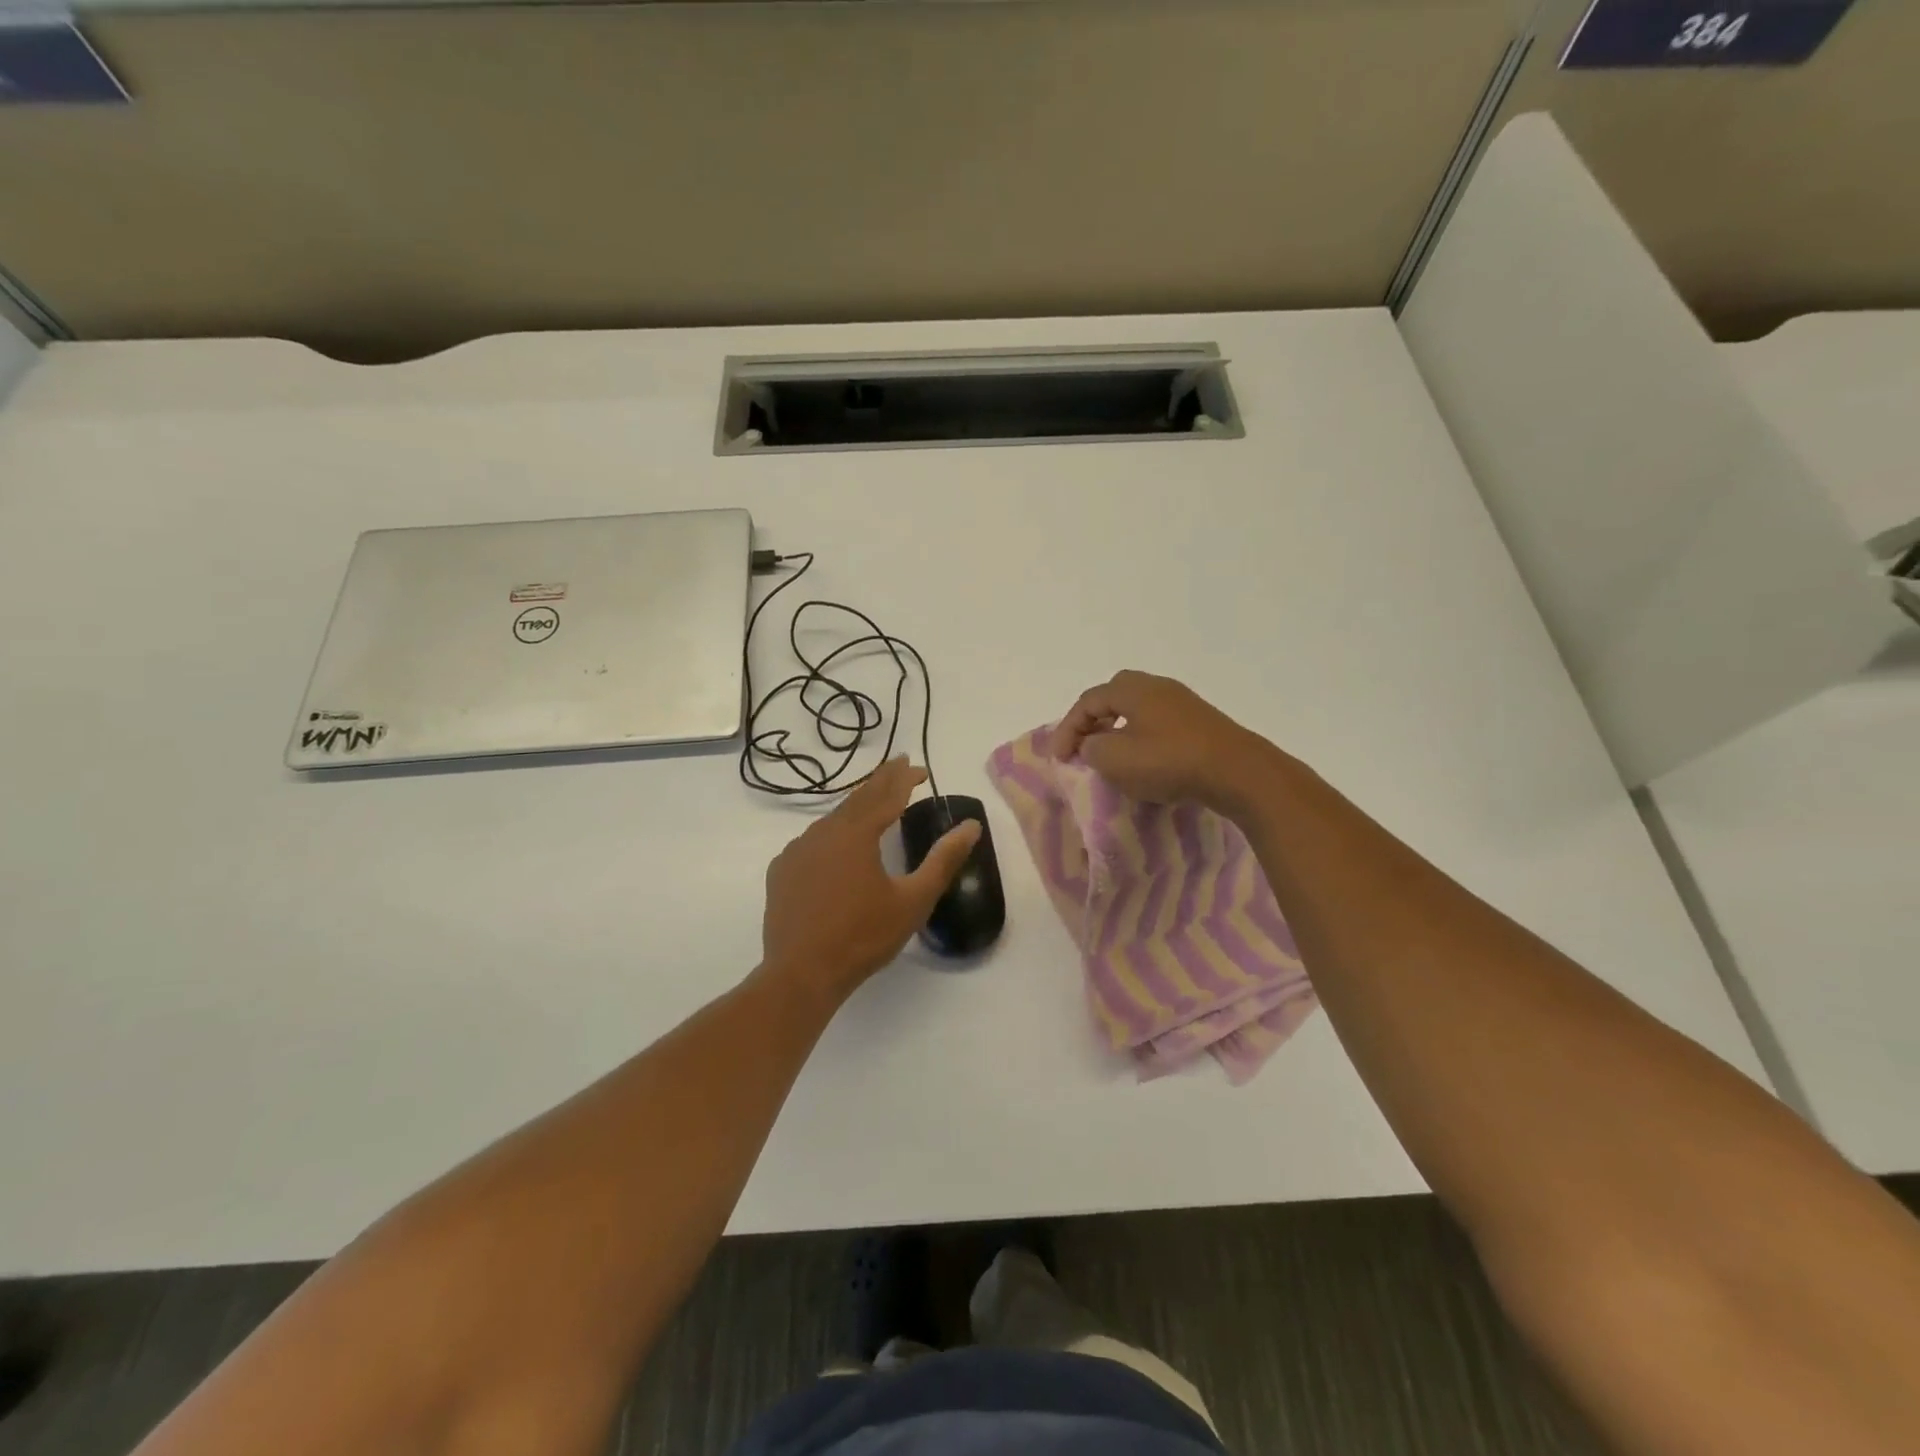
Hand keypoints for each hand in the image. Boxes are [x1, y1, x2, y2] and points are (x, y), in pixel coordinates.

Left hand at [761, 757, 981, 1000]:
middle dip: (882, 781)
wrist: (802, 973)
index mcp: (857, 833)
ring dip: (857, 807)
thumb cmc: (864, 936)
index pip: (887, 794)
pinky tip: (836, 846)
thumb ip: (943, 860)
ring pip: (833, 818)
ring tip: (873, 803)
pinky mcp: (782, 870)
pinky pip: (811, 841)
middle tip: (900, 765)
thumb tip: (971, 826)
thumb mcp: (914, 900)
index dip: (905, 778)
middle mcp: (824, 832)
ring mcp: (798, 850)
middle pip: (858, 798)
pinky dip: (831, 834)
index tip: (921, 768)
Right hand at [1048, 670, 1277, 811]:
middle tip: (1083, 745)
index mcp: (1131, 689)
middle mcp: (1156, 686)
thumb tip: (1092, 744)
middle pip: (1114, 695)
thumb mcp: (1115, 760)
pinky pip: (1159, 722)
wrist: (1237, 772)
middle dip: (1093, 719)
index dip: (1067, 728)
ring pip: (1138, 709)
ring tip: (1111, 755)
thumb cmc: (1168, 762)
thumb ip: (1092, 748)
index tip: (1058, 758)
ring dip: (1118, 729)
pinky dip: (1142, 737)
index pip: (1087, 702)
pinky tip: (1145, 760)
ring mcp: (1182, 701)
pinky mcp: (1201, 721)